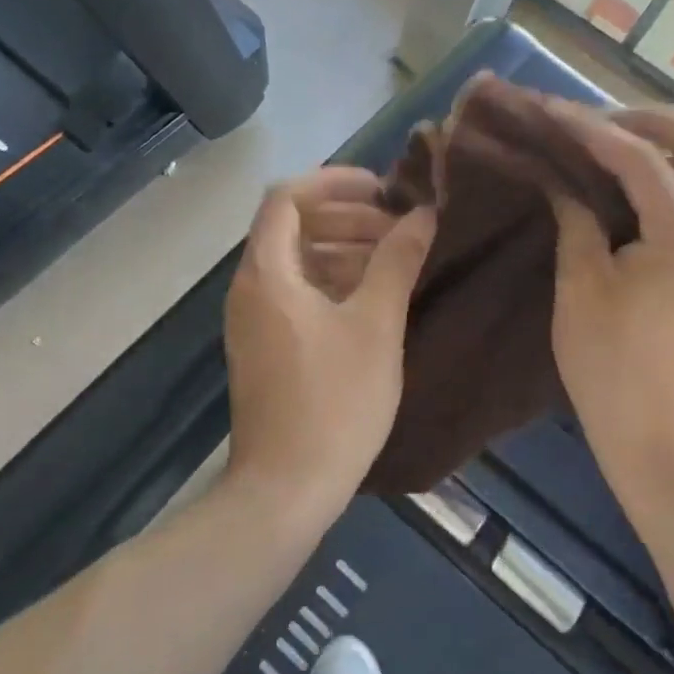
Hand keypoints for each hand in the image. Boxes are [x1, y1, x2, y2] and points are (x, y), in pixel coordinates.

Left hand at [224, 169, 435, 507]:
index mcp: (267, 273)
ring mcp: (253, 320)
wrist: (285, 491)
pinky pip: (294, 292)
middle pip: (291, 226)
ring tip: (392, 258)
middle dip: (346, 217)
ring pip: (295, 261)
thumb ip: (397, 261)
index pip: (287, 197)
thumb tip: (424, 214)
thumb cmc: (334, 402)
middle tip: (396, 226)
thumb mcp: (376, 326)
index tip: (381, 188)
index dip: (334, 182)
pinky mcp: (264, 347)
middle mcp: (250, 288)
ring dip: (342, 249)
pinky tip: (371, 298)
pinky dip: (330, 281)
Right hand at [548, 103, 673, 493]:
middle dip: (656, 122)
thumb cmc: (614, 370)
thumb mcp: (579, 290)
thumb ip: (576, 222)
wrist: (670, 441)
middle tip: (608, 129)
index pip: (640, 158)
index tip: (555, 111)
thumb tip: (564, 183)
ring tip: (656, 157)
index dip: (592, 128)